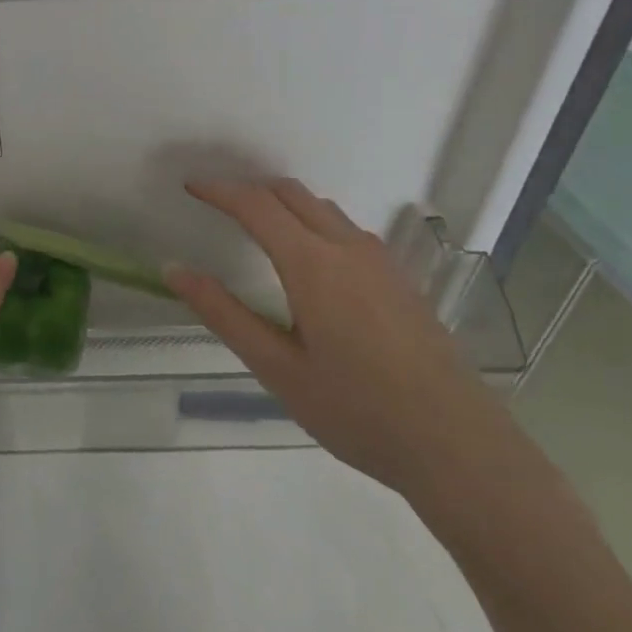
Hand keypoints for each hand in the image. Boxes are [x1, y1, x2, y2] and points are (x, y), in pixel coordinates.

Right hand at [164, 178, 507, 496]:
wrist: (456, 445)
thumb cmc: (356, 410)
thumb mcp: (276, 368)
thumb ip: (223, 314)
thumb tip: (174, 270)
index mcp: (313, 265)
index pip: (256, 205)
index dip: (219, 190)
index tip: (189, 186)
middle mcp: (348, 248)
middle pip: (291, 194)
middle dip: (249, 189)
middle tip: (216, 205)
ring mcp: (381, 261)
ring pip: (323, 209)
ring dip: (284, 204)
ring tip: (255, 228)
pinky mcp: (400, 279)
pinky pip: (347, 230)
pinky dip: (314, 223)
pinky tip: (310, 262)